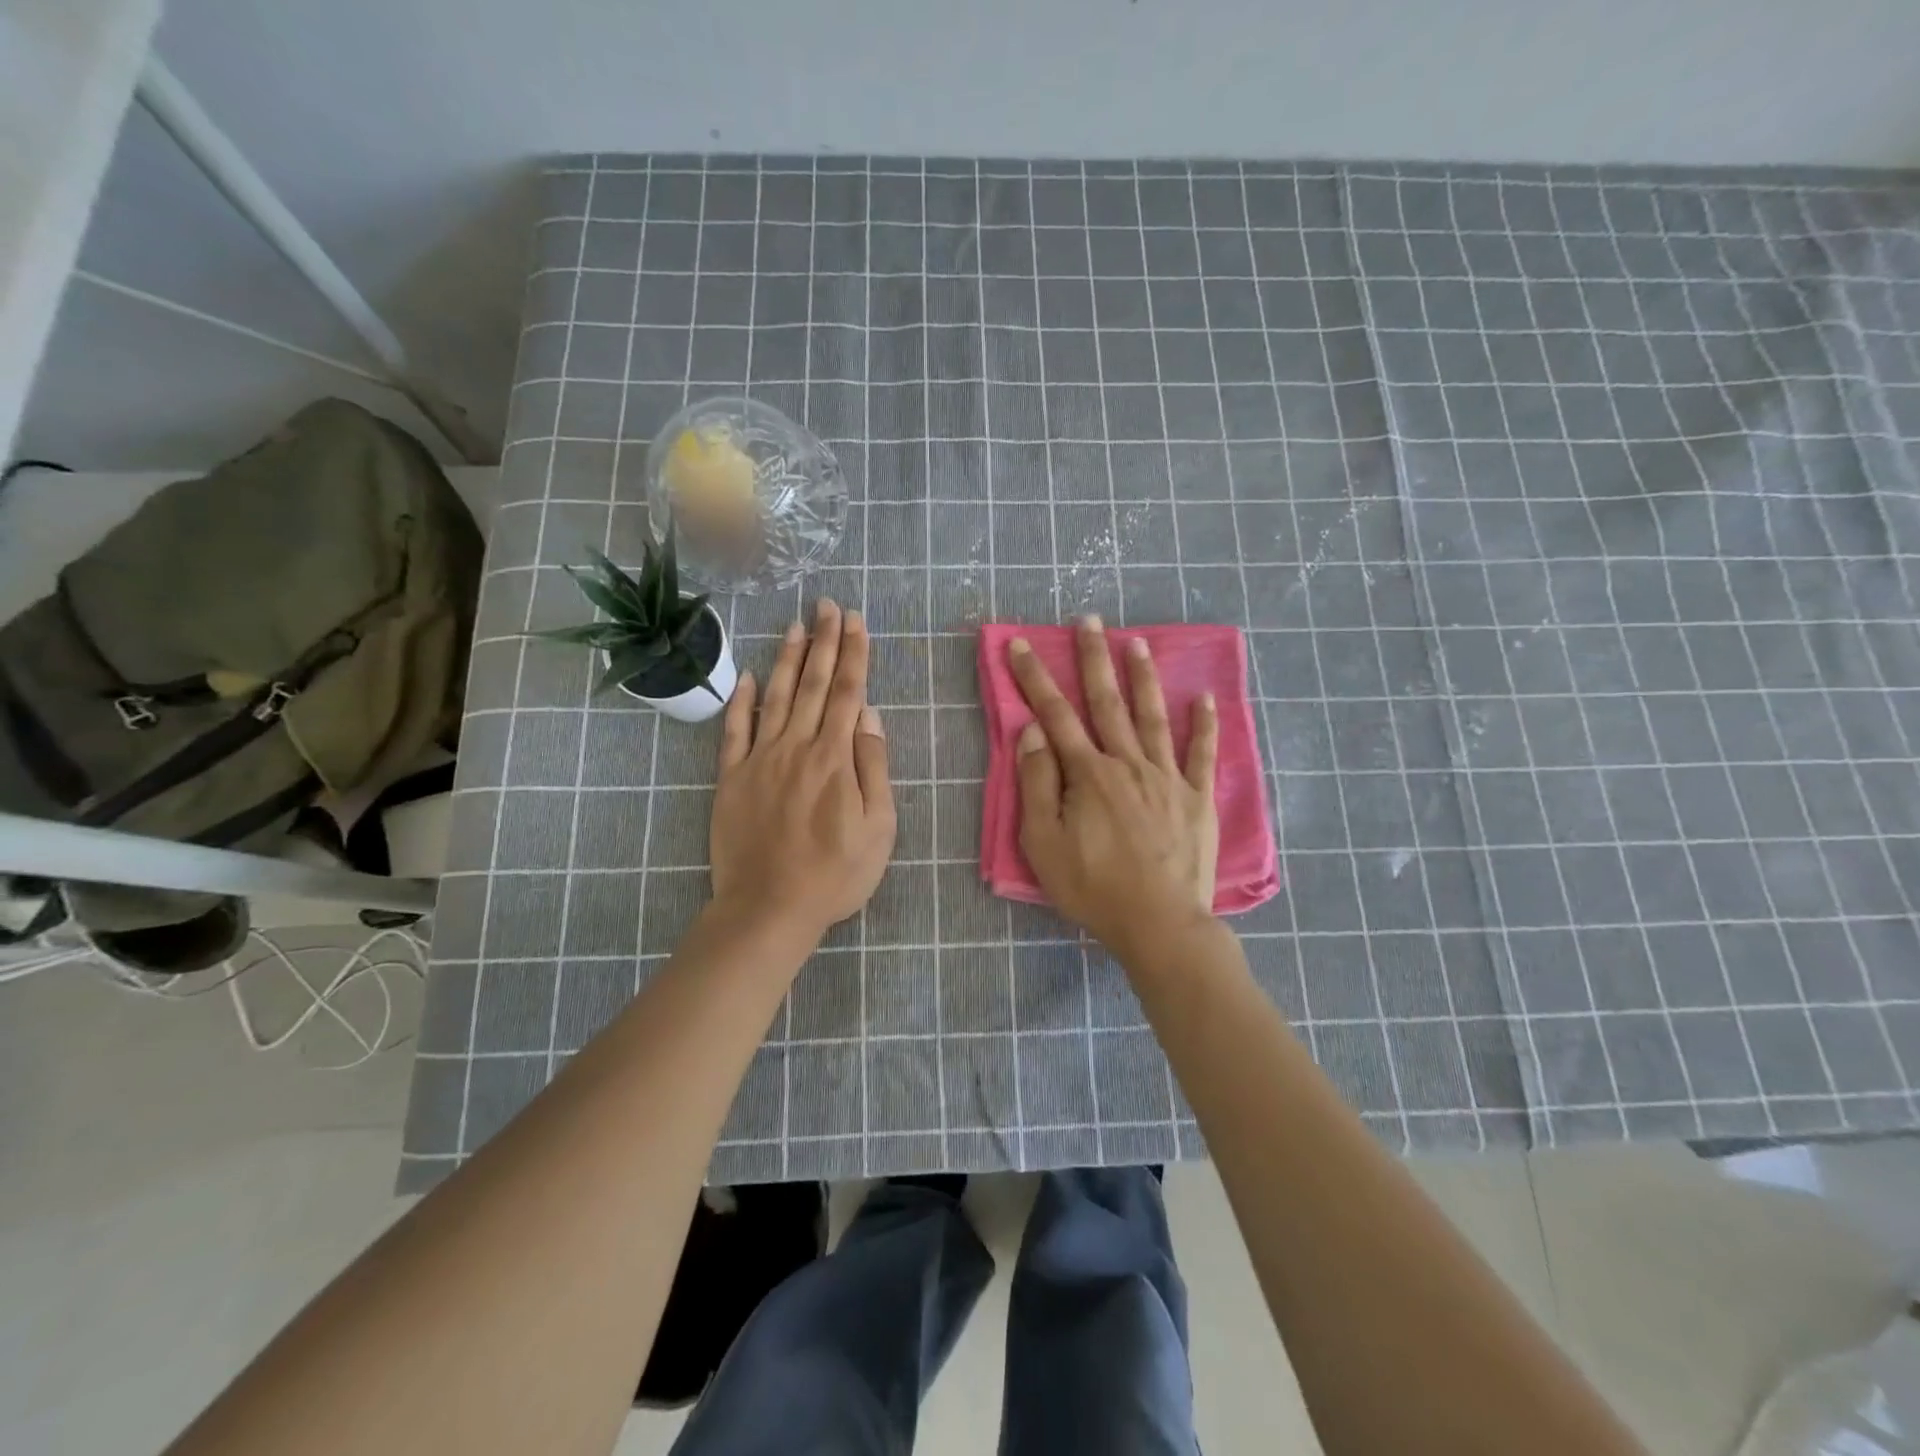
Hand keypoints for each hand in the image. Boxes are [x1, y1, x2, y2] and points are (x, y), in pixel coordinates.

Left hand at [710, 598, 895, 949]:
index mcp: (835, 758)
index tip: (856, 621)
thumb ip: (874, 767)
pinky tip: (750, 676)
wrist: (769, 908)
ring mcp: (760, 760)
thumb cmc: (835, 874)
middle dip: (825, 641)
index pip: (849, 693)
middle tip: (828, 605)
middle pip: (815, 684)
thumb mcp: (879, 828)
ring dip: (789, 659)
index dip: (854, 654)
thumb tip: (870, 716)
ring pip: (777, 697)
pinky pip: (735, 730)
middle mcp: (797, 747)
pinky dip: (742, 701)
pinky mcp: (731, 778)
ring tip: (796, 625)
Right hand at [1008, 617, 1219, 966]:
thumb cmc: (1093, 887)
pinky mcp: (1197, 798)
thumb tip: (1033, 732)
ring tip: (1137, 642)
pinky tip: (1204, 697)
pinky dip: (1204, 724)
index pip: (1055, 714)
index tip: (1019, 644)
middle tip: (1089, 620)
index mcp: (1089, 774)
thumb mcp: (1045, 842)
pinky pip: (1202, 754)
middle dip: (1094, 658)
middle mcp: (1128, 763)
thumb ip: (1038, 784)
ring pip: (1153, 716)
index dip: (1034, 677)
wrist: (1159, 923)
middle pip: (1107, 702)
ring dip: (1143, 677)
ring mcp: (1167, 778)